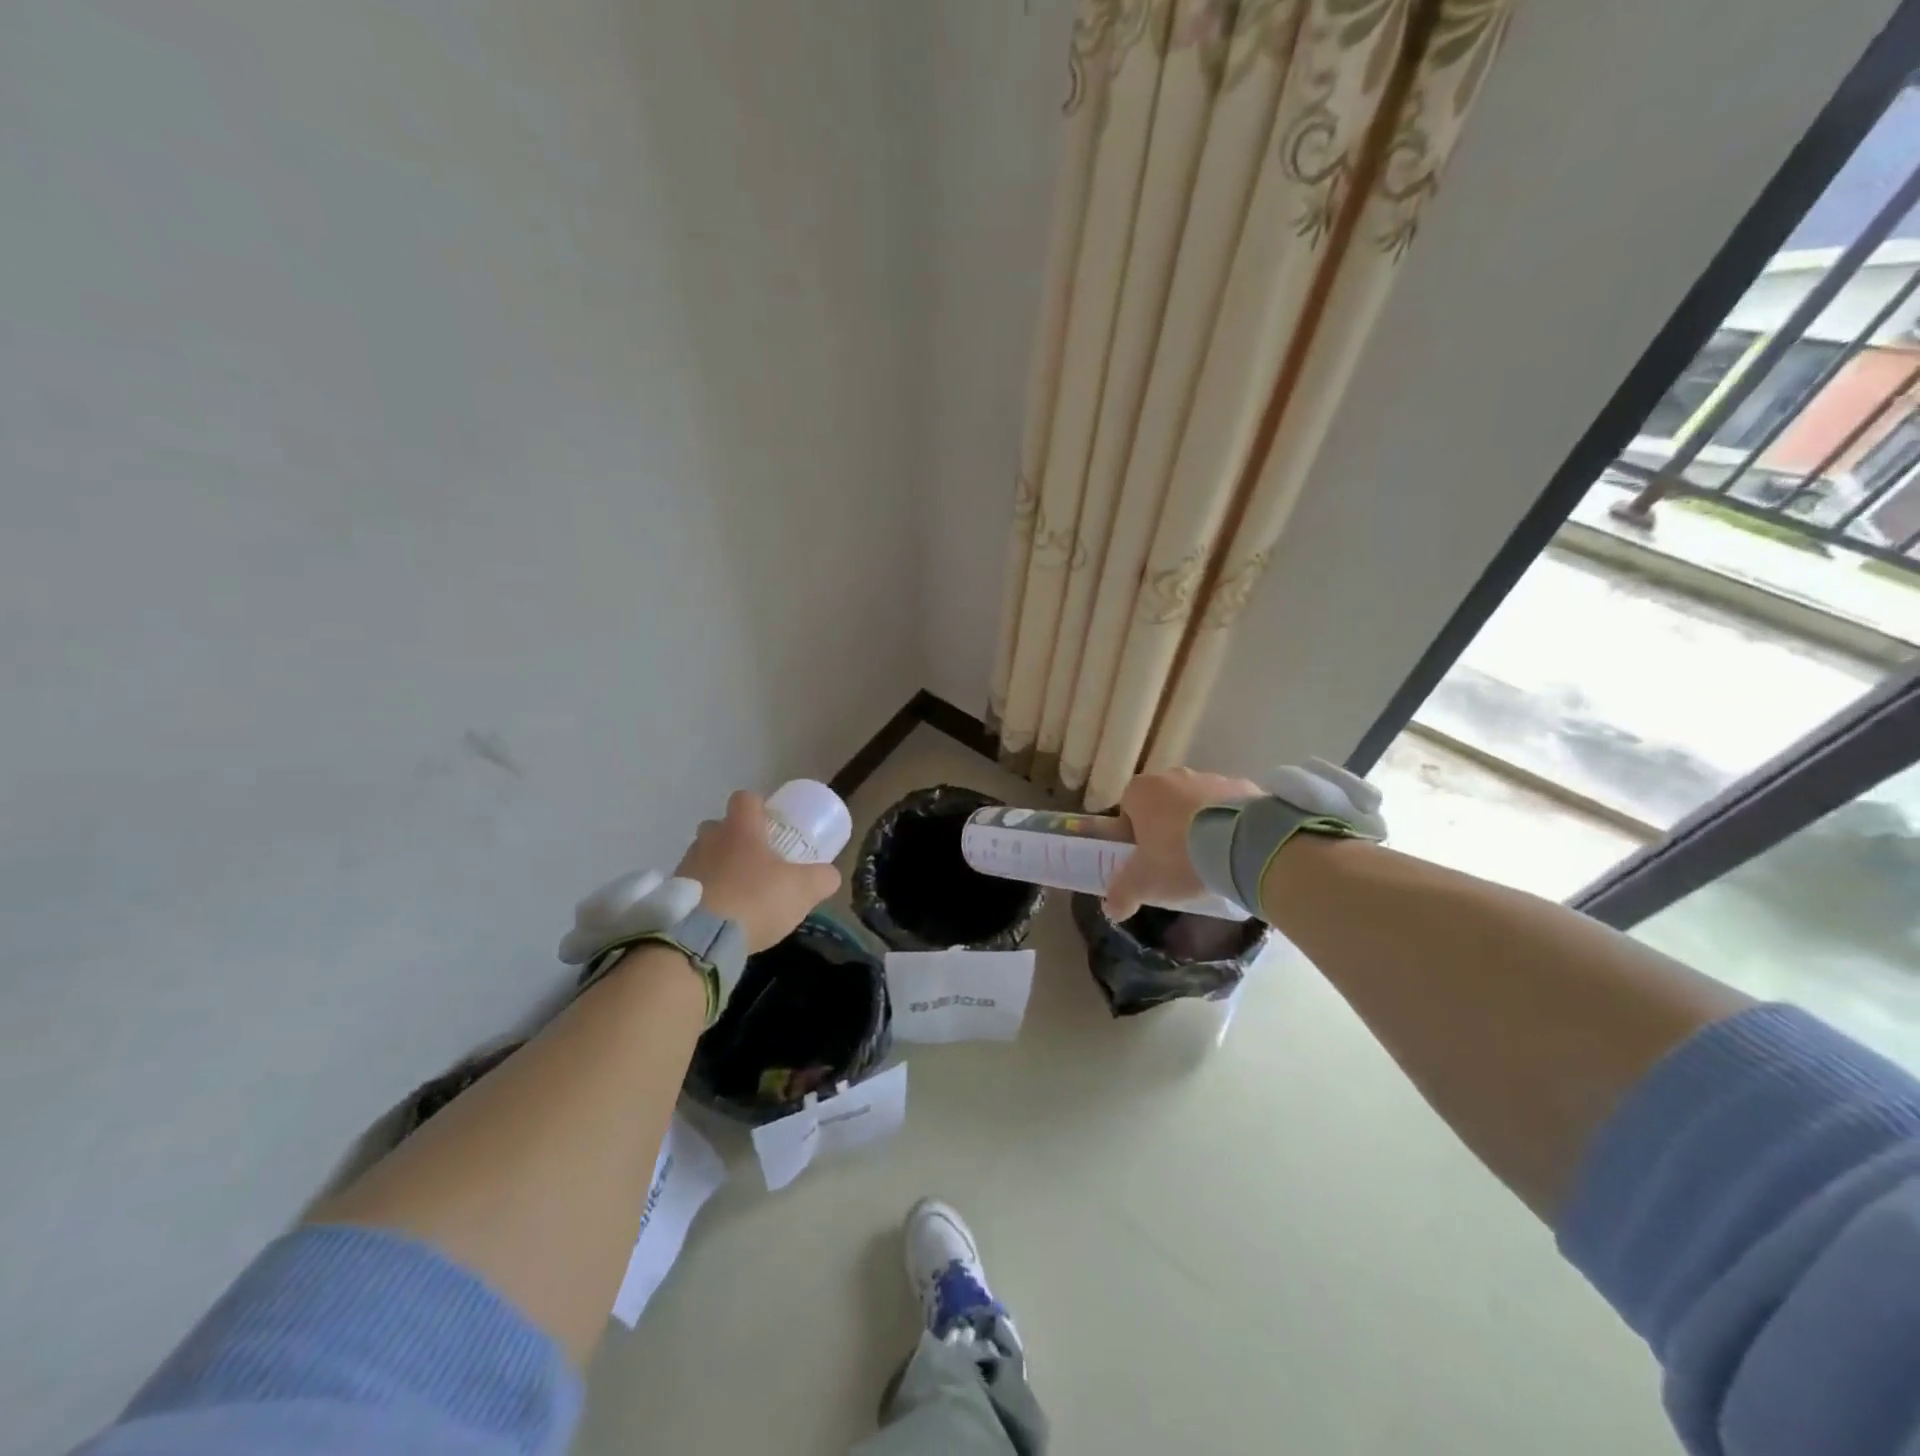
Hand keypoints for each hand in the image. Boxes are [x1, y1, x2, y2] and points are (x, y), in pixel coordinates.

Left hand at [676, 791, 840, 952]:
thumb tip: (829, 875)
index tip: (770, 824)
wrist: (700, 940)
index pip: (745, 798)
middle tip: (755, 861)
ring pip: (703, 856)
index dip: (758, 807)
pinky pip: (691, 886)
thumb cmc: (755, 900)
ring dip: (717, 869)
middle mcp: (708, 840)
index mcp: (740, 829)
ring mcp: (685, 866)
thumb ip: (822, 878)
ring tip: (737, 894)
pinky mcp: (671, 895)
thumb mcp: (803, 889)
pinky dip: (704, 896)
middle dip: (735, 839)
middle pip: (719, 826)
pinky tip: (720, 917)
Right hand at [1103, 767, 1259, 921]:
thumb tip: (1112, 909)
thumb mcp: (1143, 883)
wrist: (1242, 845)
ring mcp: (1210, 777)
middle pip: (1163, 804)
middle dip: (1167, 828)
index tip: (1145, 858)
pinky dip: (1228, 824)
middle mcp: (1173, 776)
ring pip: (1197, 804)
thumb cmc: (1179, 857)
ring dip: (1199, 825)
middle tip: (1176, 861)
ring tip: (1210, 859)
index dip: (1134, 834)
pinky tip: (1233, 850)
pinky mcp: (1243, 787)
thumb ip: (1122, 894)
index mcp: (1141, 791)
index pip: (1128, 808)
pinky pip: (1228, 807)